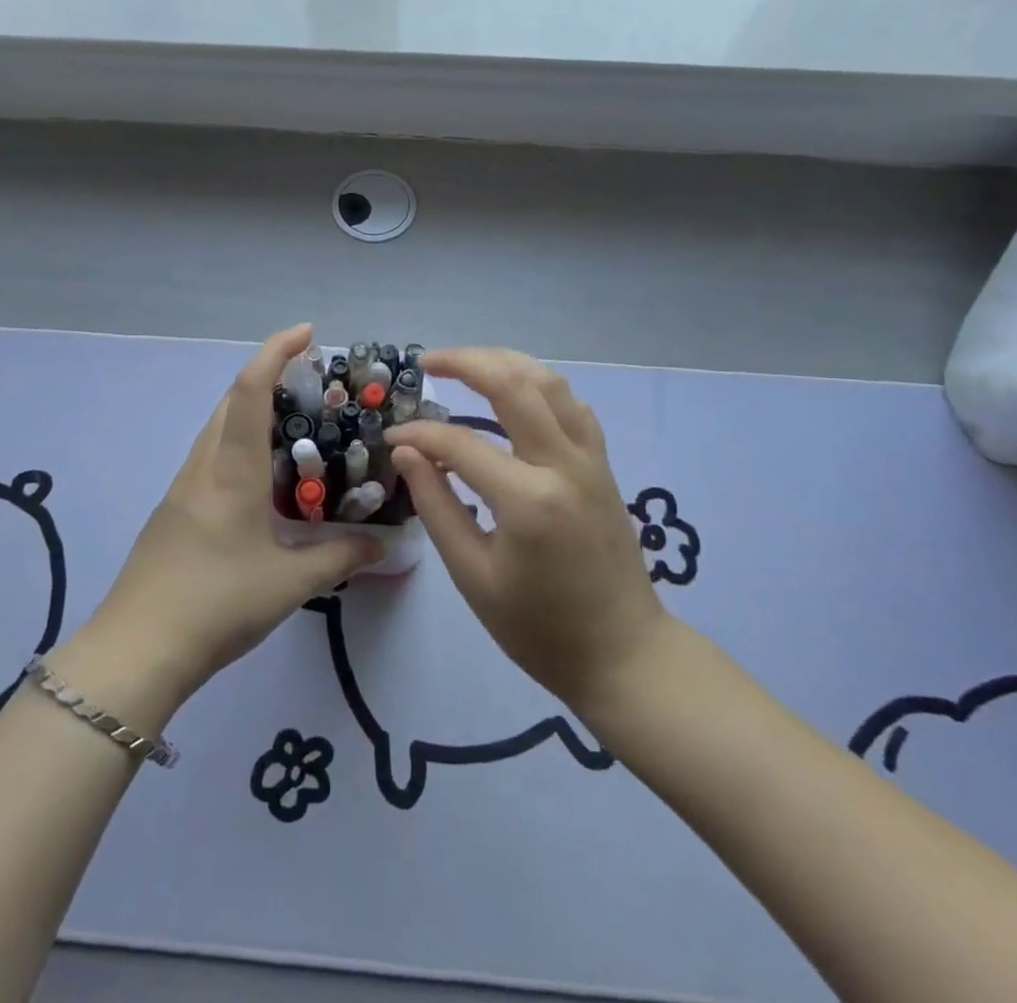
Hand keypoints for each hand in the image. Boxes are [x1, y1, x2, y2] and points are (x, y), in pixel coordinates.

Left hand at [74, 324, 381, 714]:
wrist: (136, 650)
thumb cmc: (216, 604)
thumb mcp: (290, 583)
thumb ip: (340, 556)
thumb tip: (384, 544)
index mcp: (230, 470)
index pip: (250, 390)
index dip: (276, 352)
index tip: (307, 333)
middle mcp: (204, 467)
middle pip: (230, 400)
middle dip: (268, 375)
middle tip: (313, 383)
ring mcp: (183, 488)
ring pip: (218, 428)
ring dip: (251, 410)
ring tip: (296, 426)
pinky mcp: (175, 510)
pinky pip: (211, 457)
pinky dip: (240, 444)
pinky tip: (264, 477)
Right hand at [388, 348, 672, 714]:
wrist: (623, 655)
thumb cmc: (539, 628)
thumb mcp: (473, 576)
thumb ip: (436, 506)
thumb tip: (407, 453)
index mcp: (528, 499)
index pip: (460, 443)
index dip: (419, 435)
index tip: (392, 439)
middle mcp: (564, 464)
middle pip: (514, 383)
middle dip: (466, 362)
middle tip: (428, 361)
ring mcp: (590, 460)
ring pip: (550, 383)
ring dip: (505, 363)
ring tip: (467, 365)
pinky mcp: (603, 466)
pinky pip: (572, 406)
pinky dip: (539, 387)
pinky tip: (516, 396)